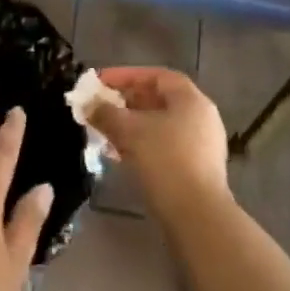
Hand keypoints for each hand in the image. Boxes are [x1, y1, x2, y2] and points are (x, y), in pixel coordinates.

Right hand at [88, 67, 231, 216]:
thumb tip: (88, 104)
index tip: (100, 82)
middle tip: (99, 106)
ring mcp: (201, 145)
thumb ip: (105, 113)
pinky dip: (141, 144)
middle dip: (125, 102)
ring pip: (159, 125)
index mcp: (191, 100)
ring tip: (104, 131)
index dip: (126, 75)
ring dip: (130, 125)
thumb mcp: (129, 131)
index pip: (156, 76)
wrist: (197, 215)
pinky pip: (164, 146)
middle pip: (158, 100)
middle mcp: (201, 117)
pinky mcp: (196, 169)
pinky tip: (119, 154)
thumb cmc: (165, 160)